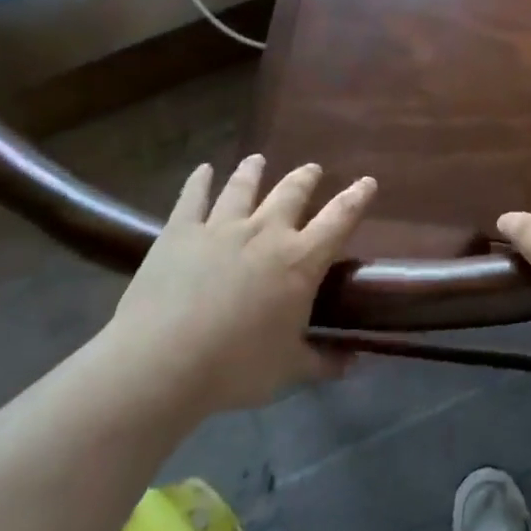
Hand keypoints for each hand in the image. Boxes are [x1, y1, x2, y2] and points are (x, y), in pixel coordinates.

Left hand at [97, 155, 375, 421]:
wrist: (162, 362)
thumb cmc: (236, 368)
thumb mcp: (288, 370)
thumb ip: (323, 362)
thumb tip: (354, 363)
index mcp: (301, 261)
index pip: (340, 218)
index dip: (357, 197)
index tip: (367, 181)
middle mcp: (266, 232)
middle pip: (292, 192)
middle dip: (306, 178)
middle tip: (312, 169)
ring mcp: (221, 227)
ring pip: (243, 187)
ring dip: (254, 171)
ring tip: (258, 160)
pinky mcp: (180, 232)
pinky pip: (193, 197)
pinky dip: (199, 181)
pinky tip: (203, 170)